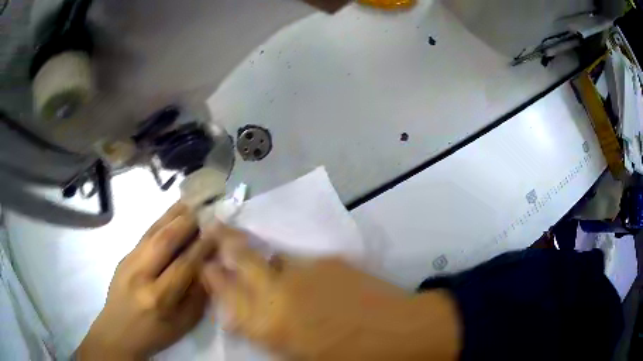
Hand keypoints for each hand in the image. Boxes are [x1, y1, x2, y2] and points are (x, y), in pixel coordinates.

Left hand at [77, 203, 216, 359]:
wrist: (118, 331)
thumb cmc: (155, 334)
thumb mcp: (183, 324)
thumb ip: (197, 296)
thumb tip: (208, 267)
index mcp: (159, 298)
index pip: (184, 266)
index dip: (202, 247)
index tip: (217, 233)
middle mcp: (140, 275)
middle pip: (164, 241)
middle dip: (186, 223)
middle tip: (204, 209)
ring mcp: (128, 263)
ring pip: (152, 233)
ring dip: (171, 216)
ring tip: (188, 203)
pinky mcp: (123, 257)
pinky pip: (144, 236)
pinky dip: (160, 223)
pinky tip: (170, 216)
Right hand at [201, 225, 460, 359]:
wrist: (396, 332)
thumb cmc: (345, 357)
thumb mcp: (297, 355)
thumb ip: (267, 332)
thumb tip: (248, 316)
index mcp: (268, 323)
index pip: (225, 293)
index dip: (211, 276)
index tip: (205, 265)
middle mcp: (279, 290)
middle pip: (241, 255)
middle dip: (223, 239)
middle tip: (213, 224)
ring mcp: (305, 270)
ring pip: (271, 254)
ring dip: (260, 254)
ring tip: (255, 253)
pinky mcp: (329, 260)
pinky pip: (300, 260)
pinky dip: (293, 266)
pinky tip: (306, 279)